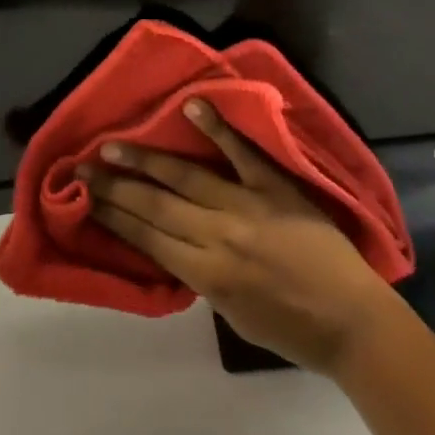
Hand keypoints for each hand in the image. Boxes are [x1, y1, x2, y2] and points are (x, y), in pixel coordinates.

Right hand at [82, 101, 399, 374]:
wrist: (353, 322)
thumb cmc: (293, 329)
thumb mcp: (235, 316)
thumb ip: (201, 276)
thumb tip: (172, 242)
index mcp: (208, 275)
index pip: (148, 239)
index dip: (113, 217)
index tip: (83, 198)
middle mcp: (218, 237)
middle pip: (156, 206)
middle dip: (114, 187)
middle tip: (81, 167)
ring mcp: (246, 205)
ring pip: (185, 177)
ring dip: (146, 159)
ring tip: (112, 144)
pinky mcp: (274, 185)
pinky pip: (241, 152)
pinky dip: (217, 128)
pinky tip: (191, 105)